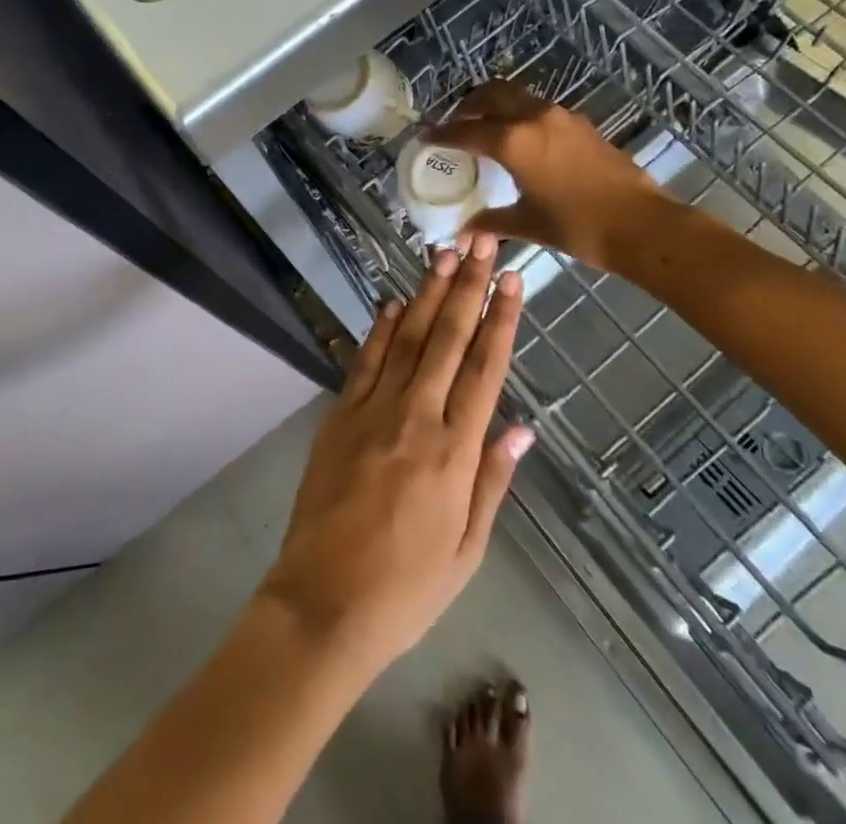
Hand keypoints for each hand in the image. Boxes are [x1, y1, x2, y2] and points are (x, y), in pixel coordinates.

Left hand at [257, 236, 531, 678]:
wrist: (323, 603)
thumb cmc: (407, 589)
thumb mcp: (467, 550)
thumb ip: (493, 481)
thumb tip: (522, 427)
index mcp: (455, 453)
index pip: (485, 370)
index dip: (501, 321)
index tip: (514, 281)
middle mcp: (417, 419)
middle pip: (448, 340)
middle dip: (468, 287)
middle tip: (482, 243)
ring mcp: (373, 411)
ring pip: (407, 339)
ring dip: (428, 293)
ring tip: (444, 254)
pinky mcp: (339, 415)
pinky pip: (364, 361)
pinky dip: (380, 328)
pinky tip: (394, 300)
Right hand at [427, 81, 662, 268]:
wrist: (641, 224)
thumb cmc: (578, 227)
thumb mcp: (528, 224)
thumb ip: (492, 222)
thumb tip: (465, 231)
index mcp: (513, 141)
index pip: (466, 130)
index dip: (442, 133)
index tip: (425, 135)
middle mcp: (534, 118)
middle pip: (491, 94)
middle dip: (468, 105)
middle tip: (456, 123)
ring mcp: (561, 117)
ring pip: (517, 97)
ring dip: (496, 106)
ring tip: (486, 129)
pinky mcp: (580, 124)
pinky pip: (539, 109)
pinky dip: (520, 115)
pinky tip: (522, 142)